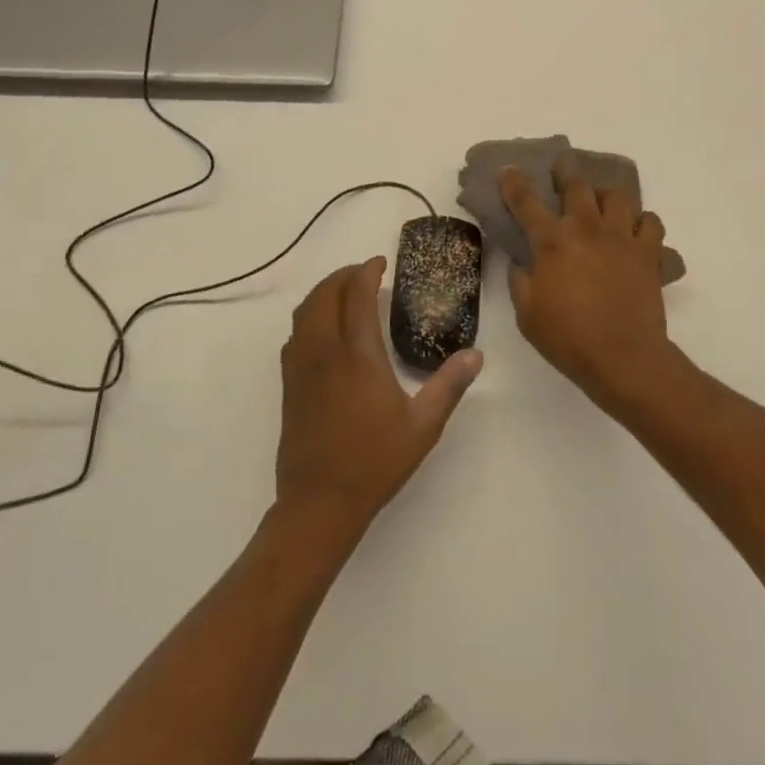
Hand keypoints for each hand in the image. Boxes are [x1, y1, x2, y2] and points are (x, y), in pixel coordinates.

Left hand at [275, 258, 481, 540]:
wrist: (319, 502)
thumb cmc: (375, 462)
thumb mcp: (423, 425)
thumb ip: (449, 385)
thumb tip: (475, 354)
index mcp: (358, 355)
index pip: (357, 295)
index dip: (367, 272)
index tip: (380, 262)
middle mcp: (325, 352)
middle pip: (325, 294)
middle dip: (344, 275)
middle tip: (365, 273)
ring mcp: (302, 367)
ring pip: (305, 311)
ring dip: (323, 292)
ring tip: (344, 292)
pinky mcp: (289, 384)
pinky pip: (294, 334)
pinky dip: (309, 316)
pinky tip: (324, 329)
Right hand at [501, 166, 675, 410]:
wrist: (623, 357)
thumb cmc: (568, 338)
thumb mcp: (526, 314)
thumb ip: (520, 281)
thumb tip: (522, 263)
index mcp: (552, 242)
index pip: (526, 202)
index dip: (514, 183)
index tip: (509, 170)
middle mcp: (586, 228)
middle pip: (577, 185)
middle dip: (566, 173)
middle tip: (562, 172)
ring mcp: (621, 237)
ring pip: (617, 196)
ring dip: (605, 194)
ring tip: (601, 202)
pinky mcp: (648, 252)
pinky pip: (650, 222)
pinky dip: (642, 221)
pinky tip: (634, 230)